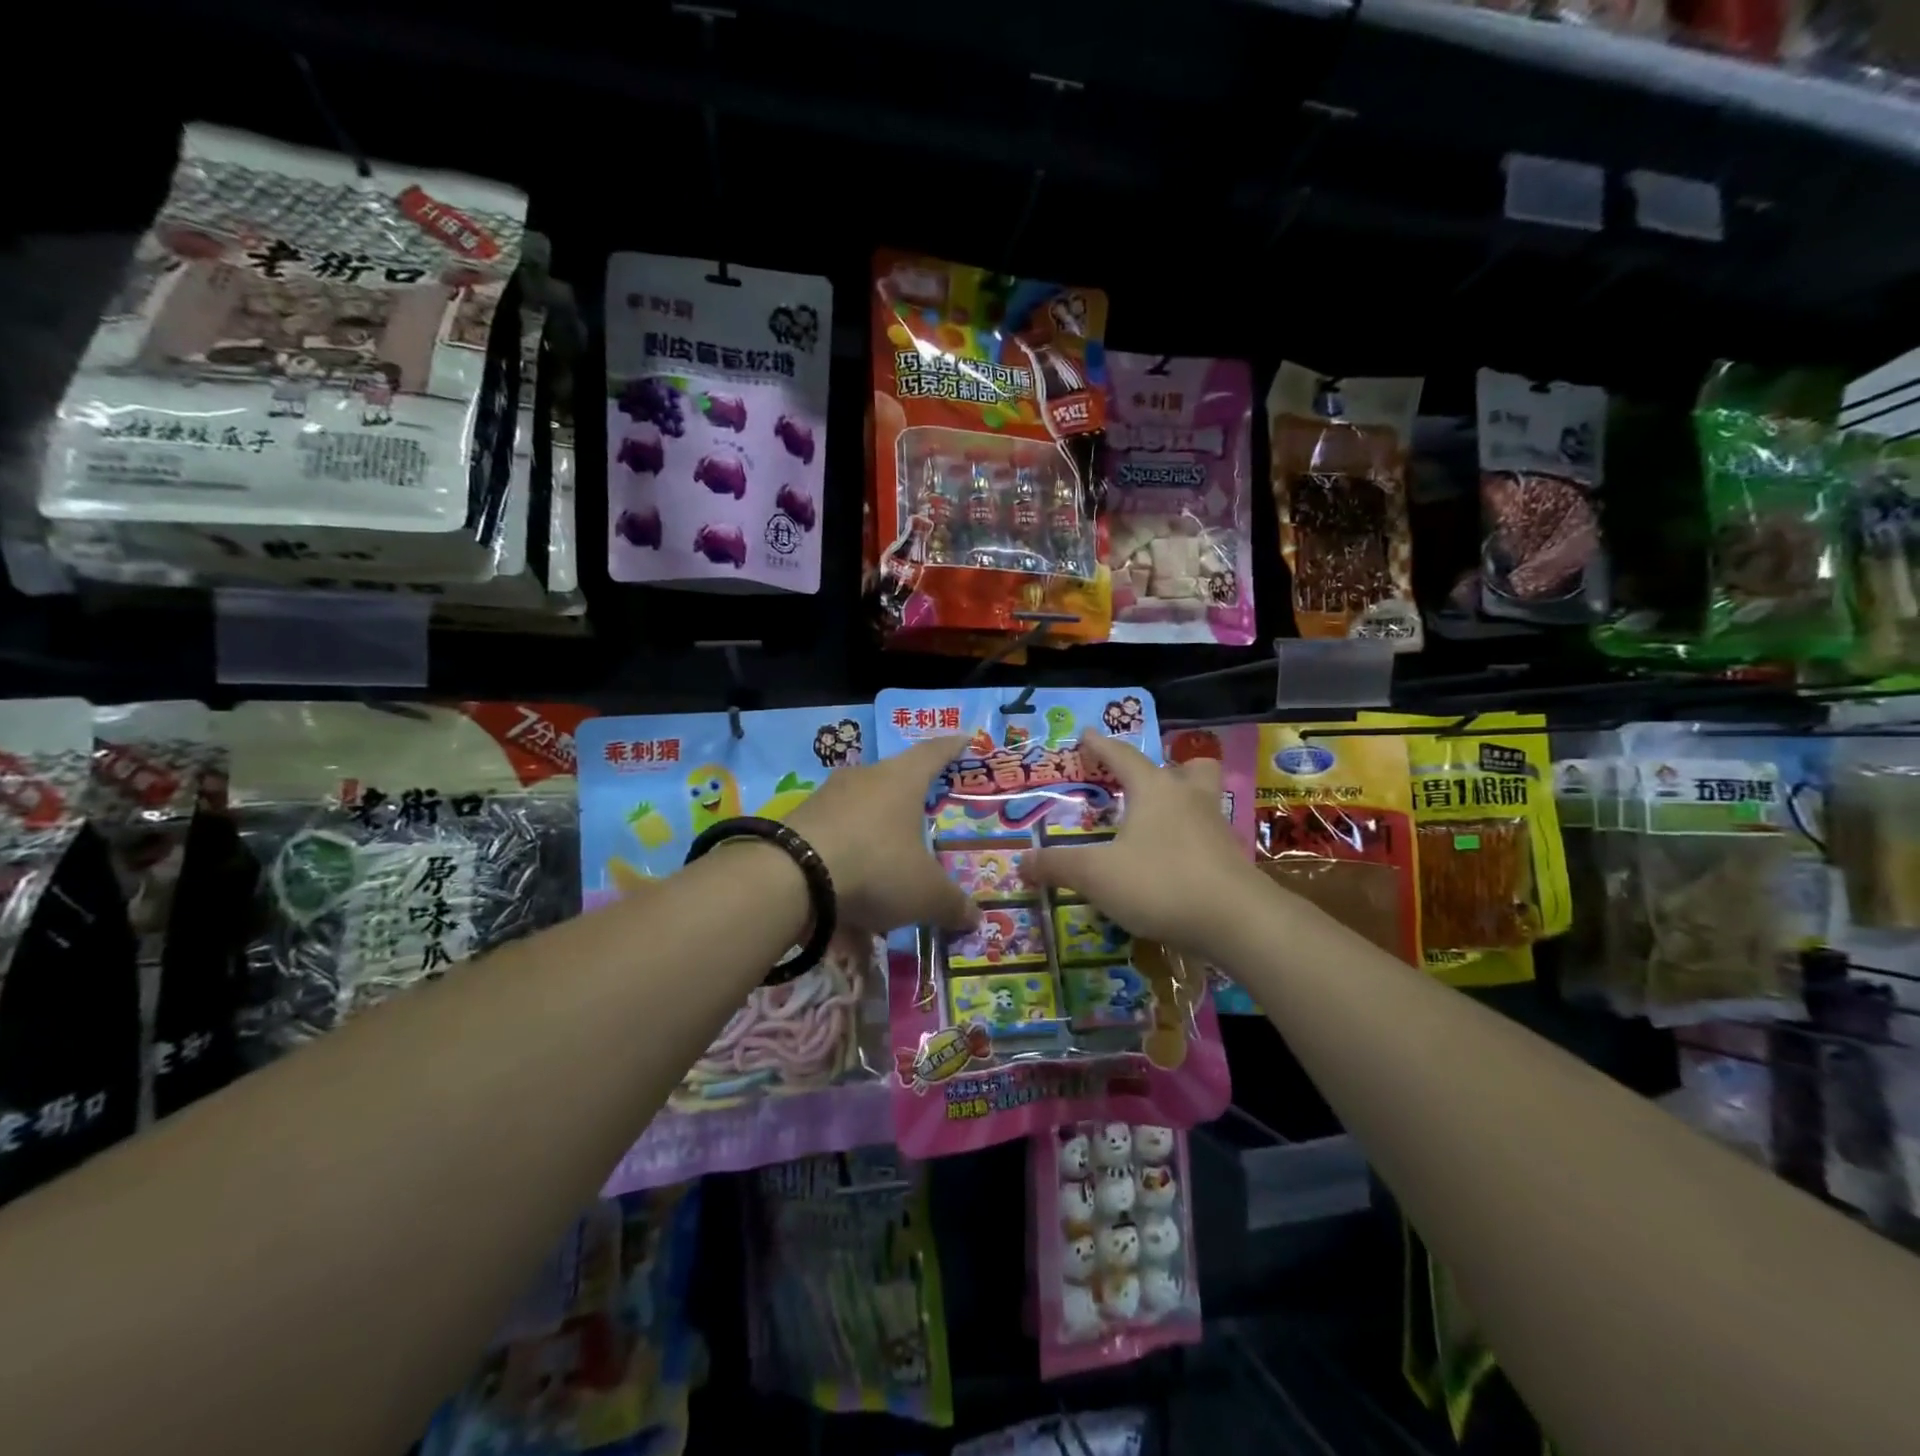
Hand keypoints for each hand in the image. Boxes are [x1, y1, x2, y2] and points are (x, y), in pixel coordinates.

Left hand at [786, 737, 979, 934]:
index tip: (964, 739)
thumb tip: (975, 918)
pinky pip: (834, 843)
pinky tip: (848, 909)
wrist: (790, 877)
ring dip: (875, 844)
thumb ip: (952, 904)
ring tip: (886, 882)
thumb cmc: (876, 866)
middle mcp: (864, 779)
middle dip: (909, 802)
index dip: (952, 748)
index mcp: (902, 780)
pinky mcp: (798, 823)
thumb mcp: (925, 894)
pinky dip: (846, 869)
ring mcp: (826, 798)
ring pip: (861, 816)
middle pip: (894, 782)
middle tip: (924, 818)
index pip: (934, 753)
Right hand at [1024, 732, 1259, 960]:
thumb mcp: (1096, 875)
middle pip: (1186, 767)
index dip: (1100, 745)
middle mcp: (1189, 798)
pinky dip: (1190, 839)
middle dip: (1164, 767)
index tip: (1086, 734)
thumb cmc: (1160, 882)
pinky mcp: (1230, 858)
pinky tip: (1174, 861)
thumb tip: (1022, 861)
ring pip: (1202, 798)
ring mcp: (1215, 827)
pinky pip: (1207, 835)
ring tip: (1159, 820)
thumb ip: (1058, 866)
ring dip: (1182, 801)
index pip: (1122, 756)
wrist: (1237, 921)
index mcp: (1154, 789)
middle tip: (1142, 780)